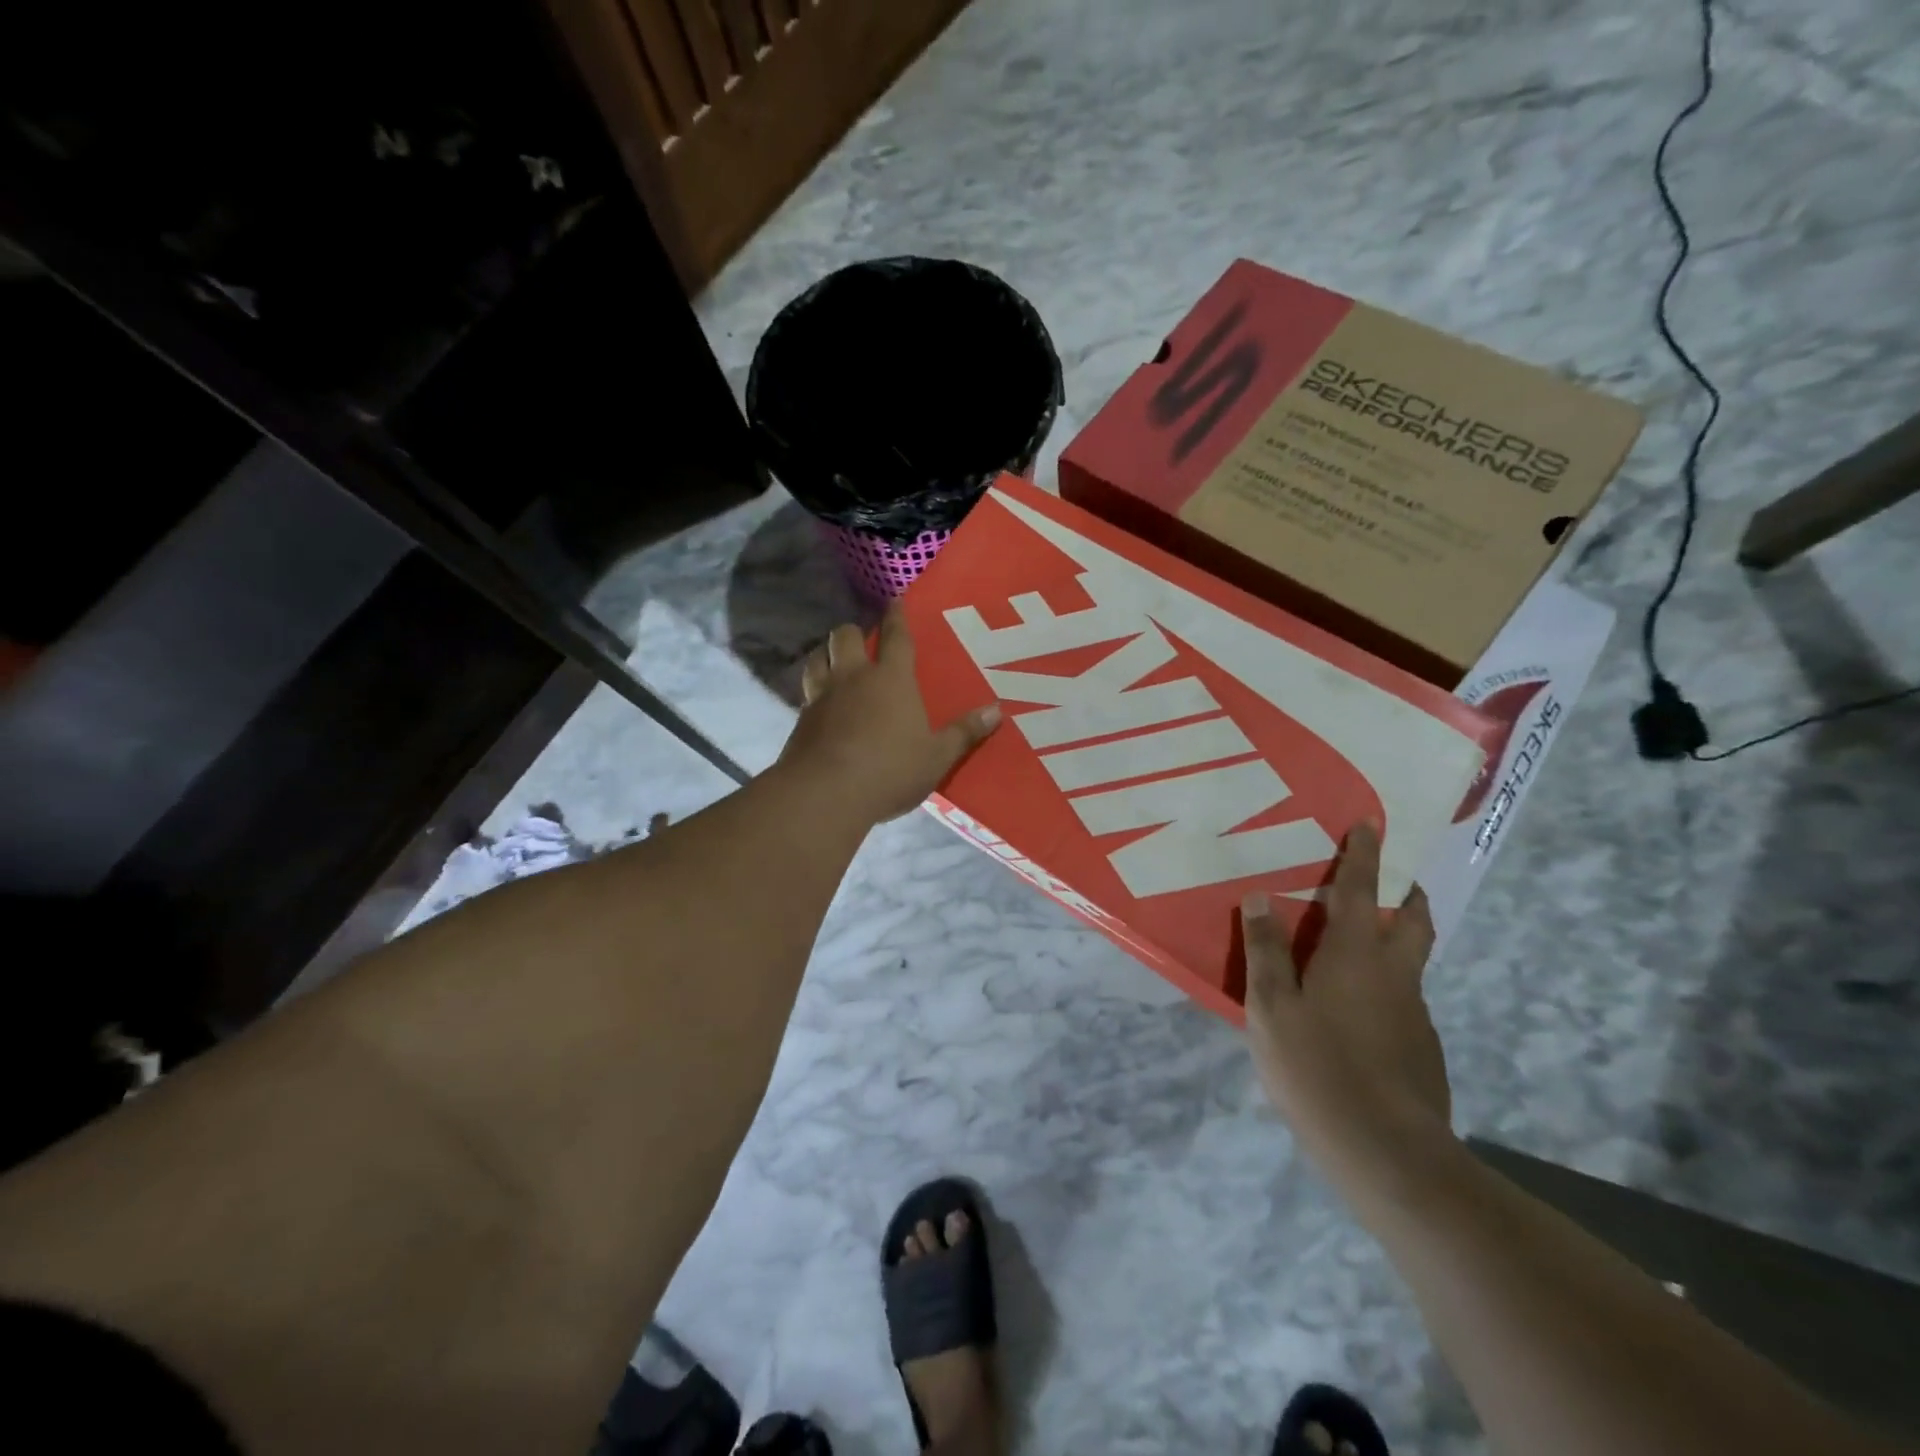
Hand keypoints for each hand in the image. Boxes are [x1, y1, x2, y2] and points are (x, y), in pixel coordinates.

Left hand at [780, 603, 1001, 824]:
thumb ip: (964, 733)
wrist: (825, 793)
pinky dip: (814, 691)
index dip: (897, 617)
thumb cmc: (889, 770)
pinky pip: (806, 693)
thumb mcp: (936, 757)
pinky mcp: (800, 720)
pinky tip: (821, 706)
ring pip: (817, 658)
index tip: (895, 600)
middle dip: (854, 632)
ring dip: (825, 655)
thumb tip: (997, 711)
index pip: (896, 637)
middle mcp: (853, 678)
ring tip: (834, 664)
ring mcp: (822, 696)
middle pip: (845, 636)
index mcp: (891, 679)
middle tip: (862, 642)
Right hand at [1242, 823, 1452, 1185]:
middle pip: (1412, 921)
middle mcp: (1395, 975)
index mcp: (1355, 955)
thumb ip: (1266, 952)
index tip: (1371, 823)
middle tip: (1391, 882)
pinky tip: (1356, 1017)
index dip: (1364, 855)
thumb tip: (1260, 898)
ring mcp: (1415, 1014)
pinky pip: (1403, 1001)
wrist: (1389, 1153)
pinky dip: (1385, 988)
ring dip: (1393, 943)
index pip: (1361, 891)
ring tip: (1357, 952)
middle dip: (1405, 894)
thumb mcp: (1271, 1008)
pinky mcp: (1423, 1050)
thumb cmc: (1318, 1067)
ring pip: (1409, 963)